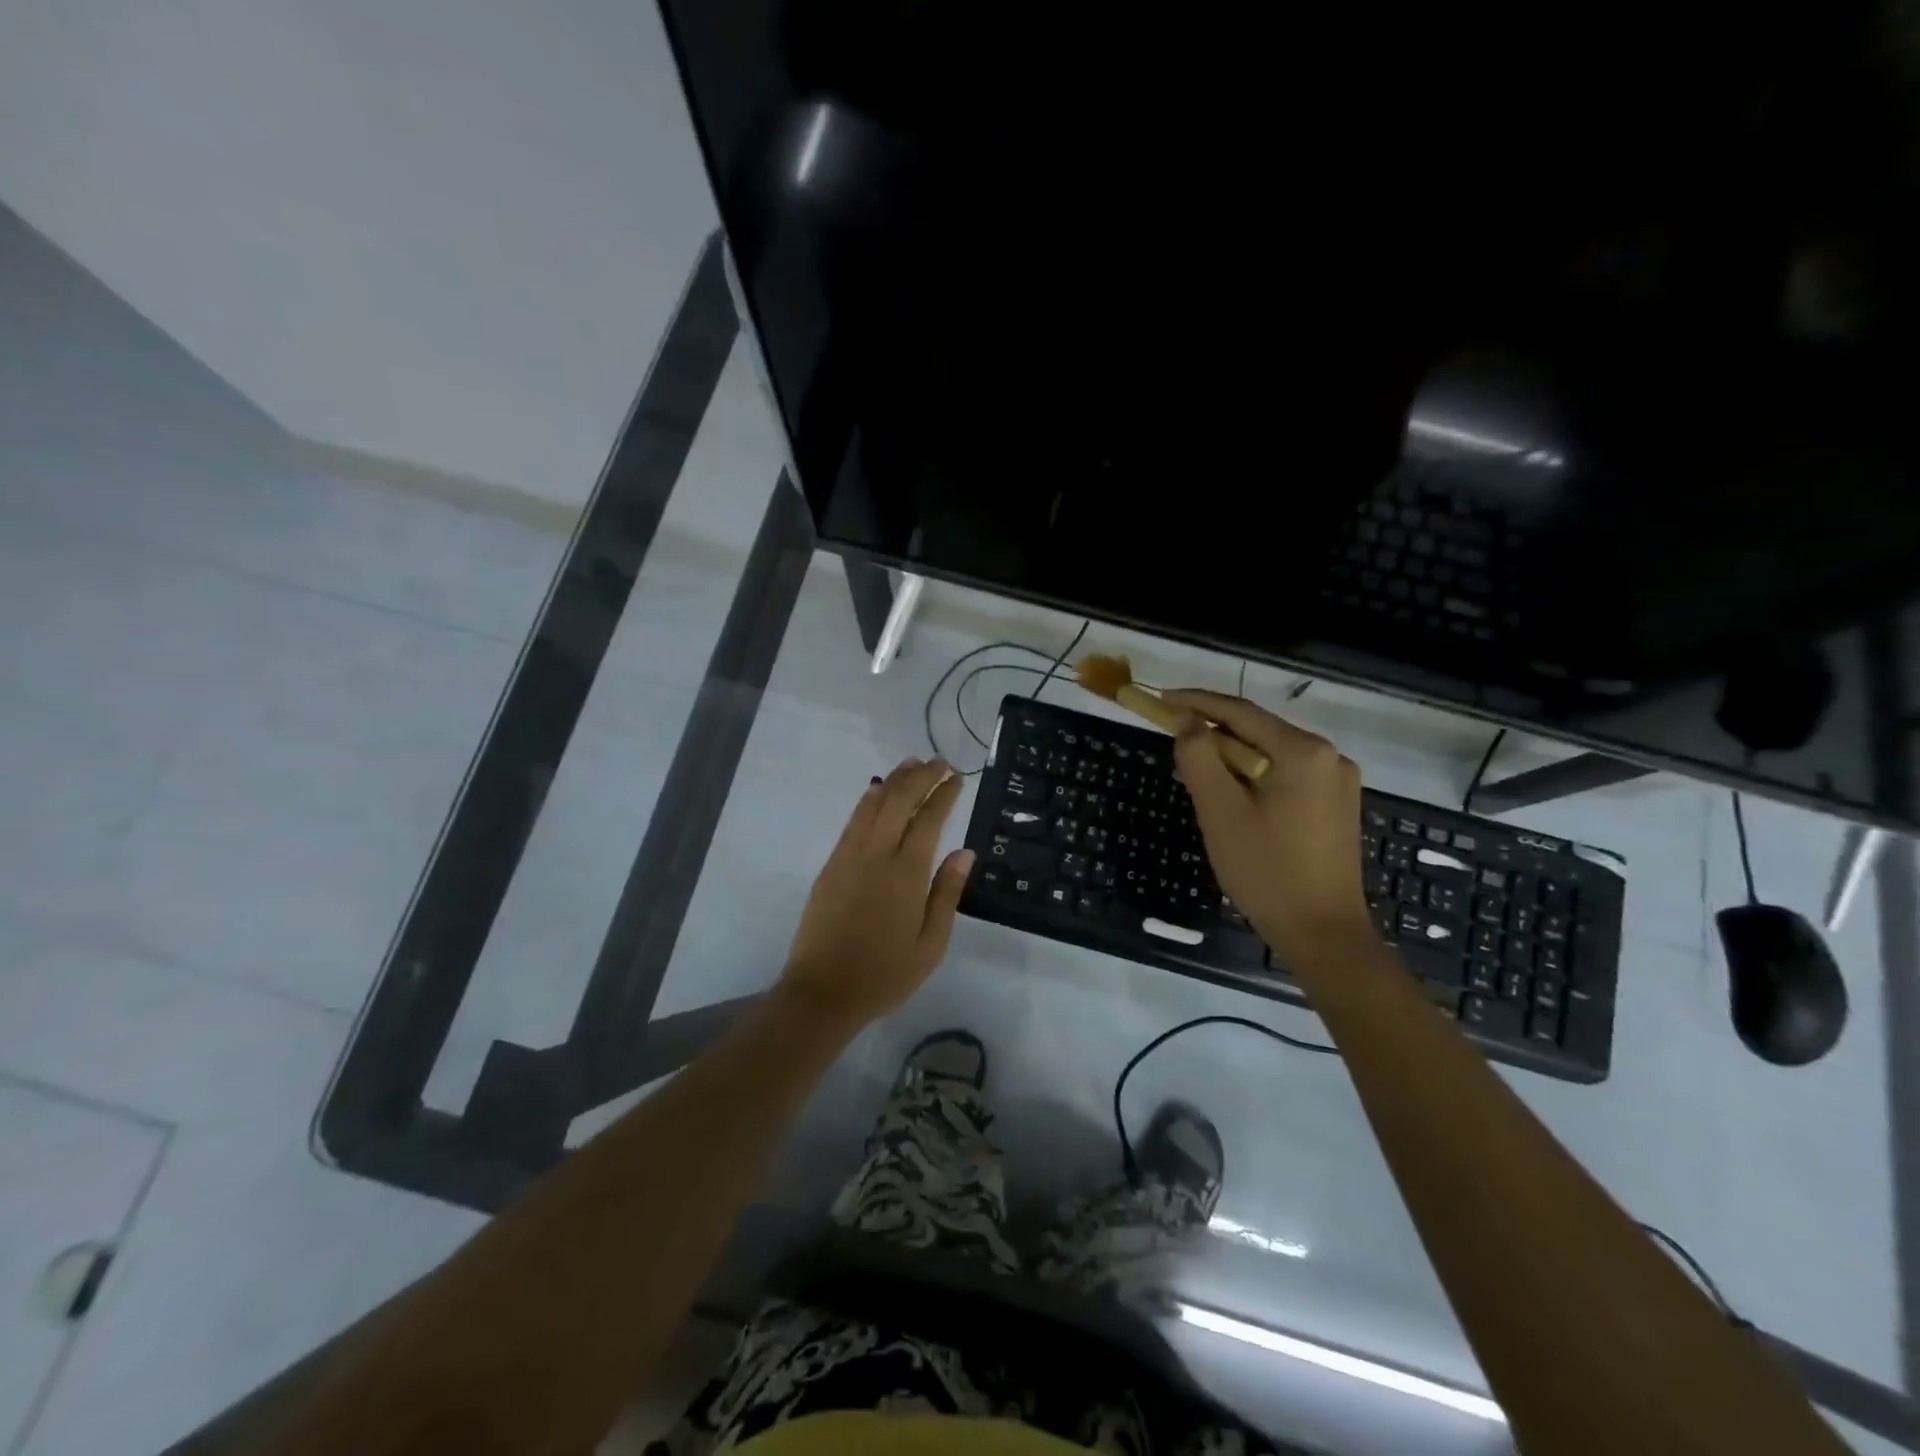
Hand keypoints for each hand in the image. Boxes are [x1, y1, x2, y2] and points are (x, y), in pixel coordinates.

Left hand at [780, 758, 974, 1027]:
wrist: (823, 992)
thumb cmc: (885, 974)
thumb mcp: (930, 945)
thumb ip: (947, 894)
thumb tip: (964, 852)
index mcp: (906, 875)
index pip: (928, 820)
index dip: (944, 795)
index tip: (957, 779)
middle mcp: (877, 855)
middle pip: (899, 802)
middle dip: (921, 777)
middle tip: (940, 763)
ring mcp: (849, 857)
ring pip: (873, 805)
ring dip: (894, 780)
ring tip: (912, 764)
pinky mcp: (831, 865)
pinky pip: (853, 821)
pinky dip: (868, 799)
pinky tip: (877, 790)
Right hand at [1163, 689, 1373, 969]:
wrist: (1324, 934)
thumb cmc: (1266, 871)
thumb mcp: (1220, 812)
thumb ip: (1199, 758)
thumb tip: (1188, 721)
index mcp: (1303, 751)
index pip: (1239, 711)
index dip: (1195, 702)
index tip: (1160, 700)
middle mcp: (1329, 756)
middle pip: (1257, 731)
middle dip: (1212, 735)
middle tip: (1172, 746)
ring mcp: (1338, 781)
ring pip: (1271, 755)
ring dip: (1231, 759)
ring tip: (1196, 777)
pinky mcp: (1337, 805)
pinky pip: (1286, 775)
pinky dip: (1254, 777)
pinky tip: (1233, 798)